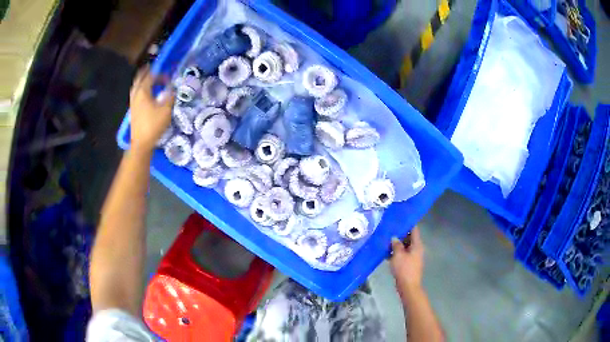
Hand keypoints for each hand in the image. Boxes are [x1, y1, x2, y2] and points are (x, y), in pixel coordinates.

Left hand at [129, 66, 173, 151]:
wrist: (141, 143)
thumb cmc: (153, 125)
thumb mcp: (166, 109)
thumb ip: (170, 96)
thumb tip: (171, 88)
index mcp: (143, 92)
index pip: (151, 77)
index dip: (160, 74)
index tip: (168, 77)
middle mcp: (136, 95)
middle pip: (139, 79)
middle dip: (145, 73)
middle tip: (150, 68)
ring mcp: (132, 103)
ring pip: (135, 87)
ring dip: (141, 81)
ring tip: (147, 78)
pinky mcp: (133, 111)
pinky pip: (135, 94)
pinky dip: (140, 89)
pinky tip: (145, 93)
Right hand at [390, 227, 424, 292]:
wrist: (408, 286)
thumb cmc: (404, 269)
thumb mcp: (398, 255)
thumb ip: (396, 245)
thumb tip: (394, 238)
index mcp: (417, 245)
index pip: (414, 230)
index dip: (407, 224)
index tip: (398, 219)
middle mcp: (417, 249)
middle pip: (409, 238)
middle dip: (400, 234)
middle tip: (389, 230)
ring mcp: (413, 257)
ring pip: (405, 247)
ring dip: (397, 244)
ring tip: (385, 240)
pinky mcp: (409, 264)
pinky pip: (403, 254)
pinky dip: (396, 253)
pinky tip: (387, 253)